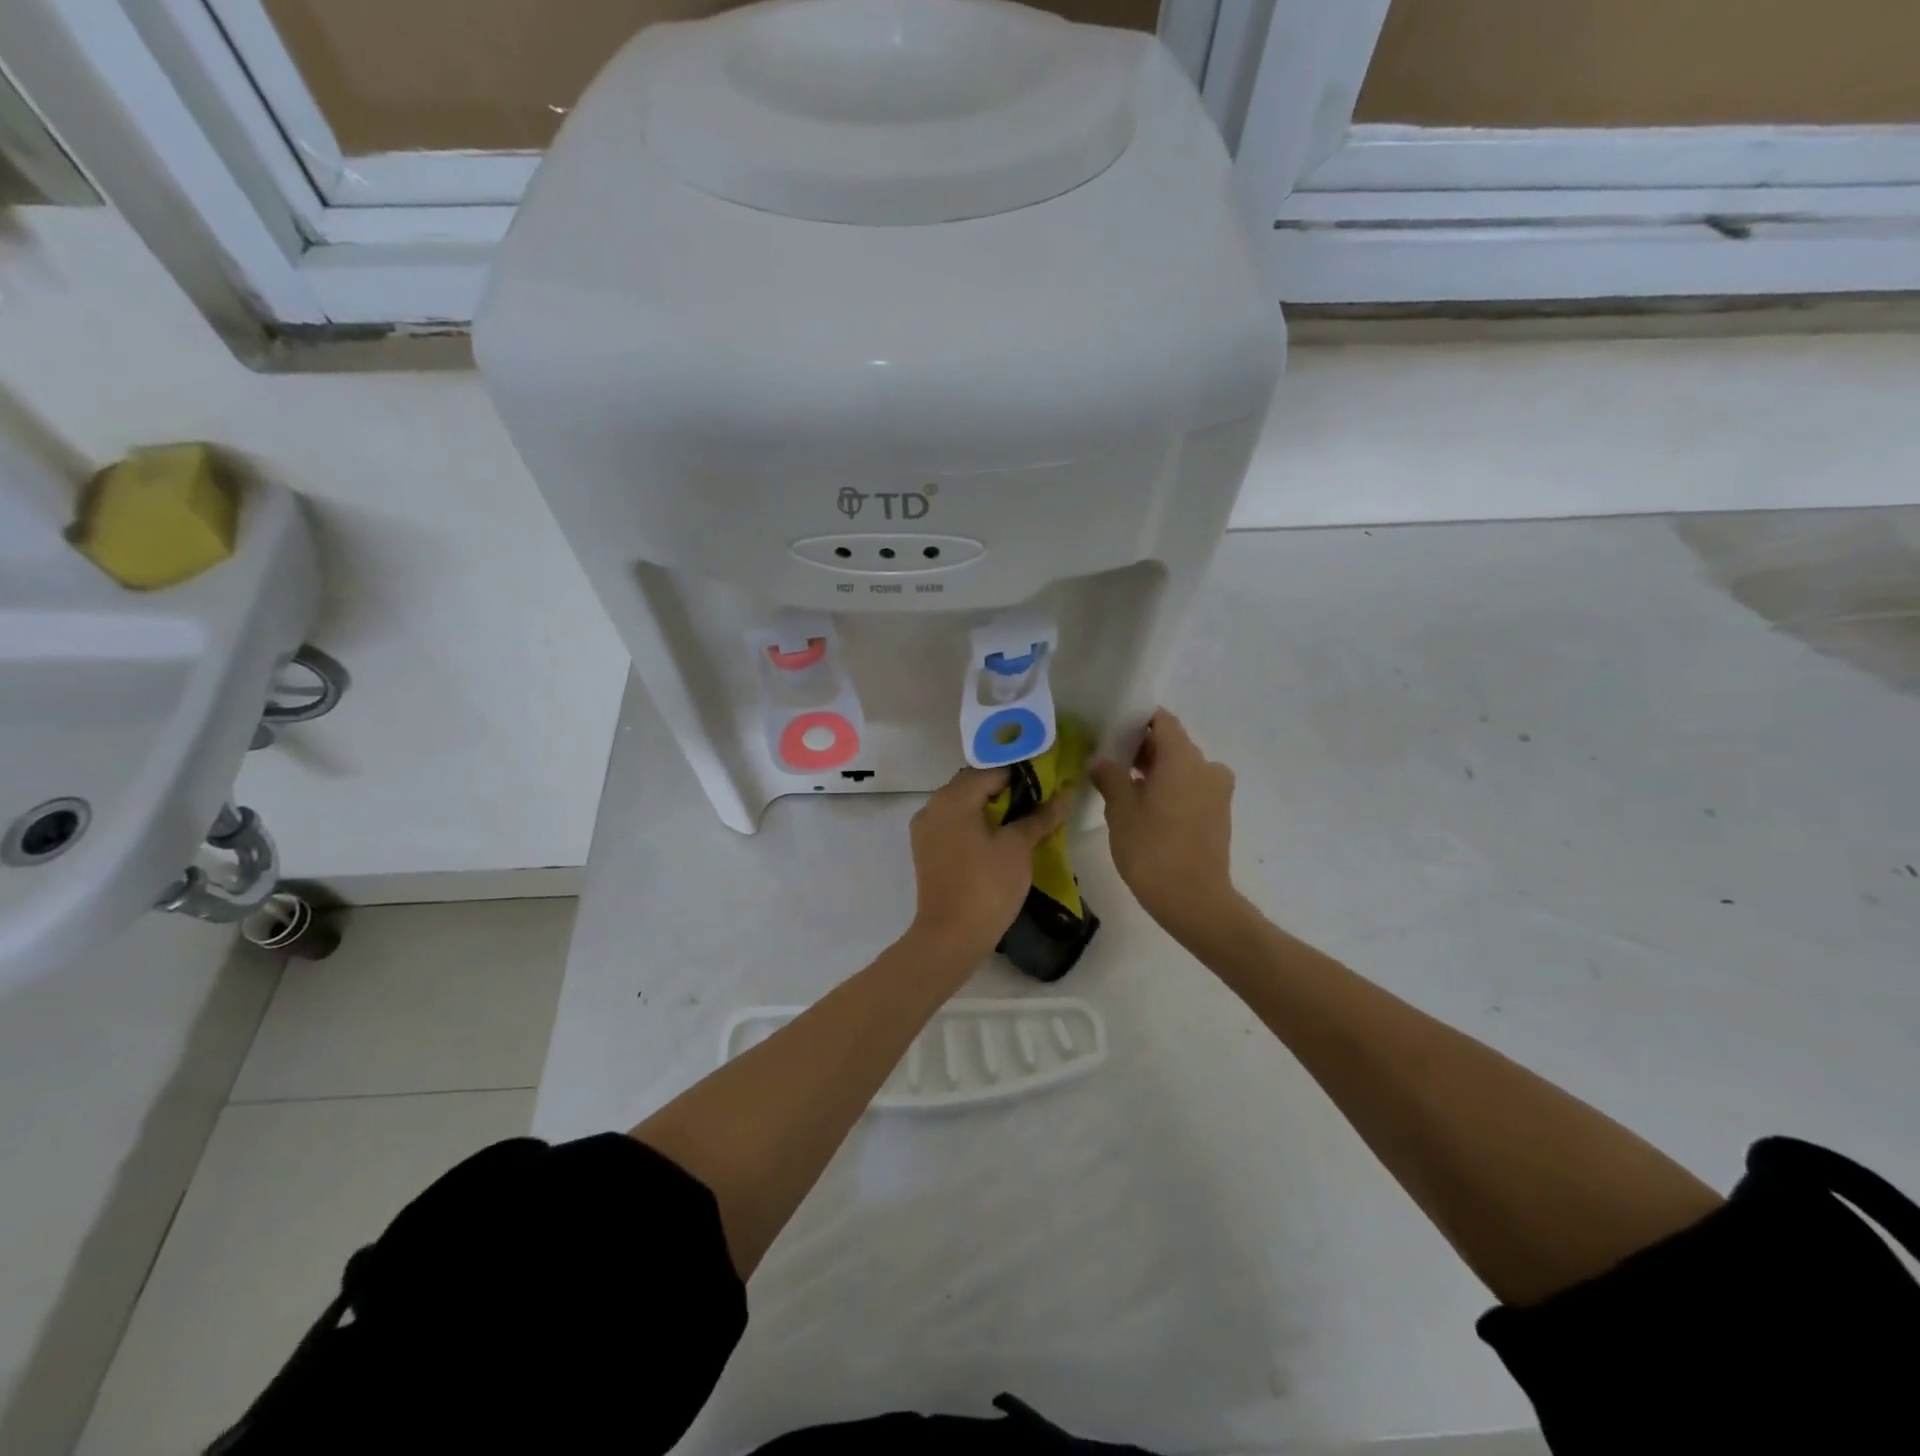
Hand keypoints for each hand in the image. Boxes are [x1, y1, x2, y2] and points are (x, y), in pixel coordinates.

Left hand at [907, 766, 1069, 962]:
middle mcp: (933, 805)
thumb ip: (1040, 816)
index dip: (1023, 773)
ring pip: (964, 805)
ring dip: (993, 807)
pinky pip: (955, 824)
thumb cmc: (987, 886)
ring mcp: (926, 829)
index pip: (993, 770)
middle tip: (1041, 801)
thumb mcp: (1018, 847)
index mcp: (953, 797)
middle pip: (975, 784)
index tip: (1049, 781)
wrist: (950, 937)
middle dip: (1008, 790)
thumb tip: (1064, 795)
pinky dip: (977, 824)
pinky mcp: (927, 850)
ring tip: (1025, 820)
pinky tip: (1001, 838)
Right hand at [1089, 709, 1239, 941]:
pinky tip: (1144, 807)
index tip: (1112, 729)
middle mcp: (1206, 767)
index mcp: (1183, 758)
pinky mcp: (1219, 814)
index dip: (1136, 720)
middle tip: (1109, 759)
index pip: (1162, 721)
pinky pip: (1191, 788)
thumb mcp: (1121, 811)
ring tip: (1122, 785)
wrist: (1195, 901)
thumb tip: (1100, 760)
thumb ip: (1110, 777)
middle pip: (1173, 744)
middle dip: (1142, 748)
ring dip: (1156, 771)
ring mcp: (1217, 791)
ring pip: (1182, 768)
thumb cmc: (1153, 850)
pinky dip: (1170, 789)